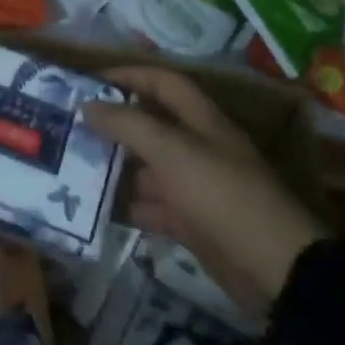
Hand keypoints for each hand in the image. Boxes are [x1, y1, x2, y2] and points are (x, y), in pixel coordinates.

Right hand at [83, 67, 329, 310]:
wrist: (274, 268)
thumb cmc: (222, 194)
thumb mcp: (172, 151)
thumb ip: (128, 125)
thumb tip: (88, 105)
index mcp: (201, 121)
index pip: (164, 83)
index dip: (130, 76)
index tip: (90, 82)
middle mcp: (198, 148)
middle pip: (151, 127)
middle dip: (113, 126)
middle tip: (70, 129)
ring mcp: (195, 187)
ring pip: (147, 170)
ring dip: (114, 169)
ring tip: (72, 168)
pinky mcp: (191, 222)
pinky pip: (152, 207)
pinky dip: (127, 207)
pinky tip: (94, 209)